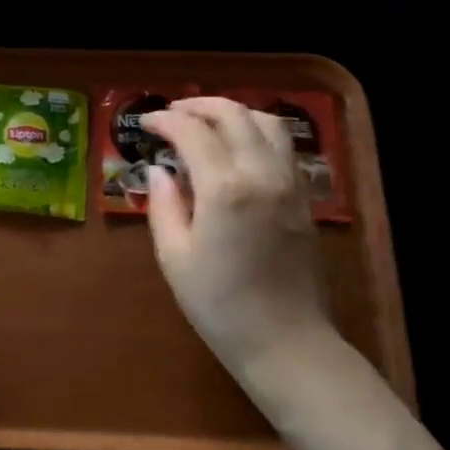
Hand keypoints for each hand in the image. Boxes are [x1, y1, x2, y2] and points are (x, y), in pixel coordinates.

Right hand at [141, 98, 332, 385]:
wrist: (285, 342)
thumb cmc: (219, 304)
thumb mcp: (174, 256)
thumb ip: (164, 205)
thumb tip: (159, 171)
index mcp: (224, 188)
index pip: (192, 132)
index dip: (165, 120)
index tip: (145, 124)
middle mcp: (261, 174)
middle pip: (233, 115)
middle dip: (198, 106)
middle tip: (172, 114)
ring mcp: (290, 183)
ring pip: (266, 122)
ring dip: (233, 112)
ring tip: (206, 122)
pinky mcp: (304, 197)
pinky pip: (283, 145)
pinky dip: (257, 131)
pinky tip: (237, 147)